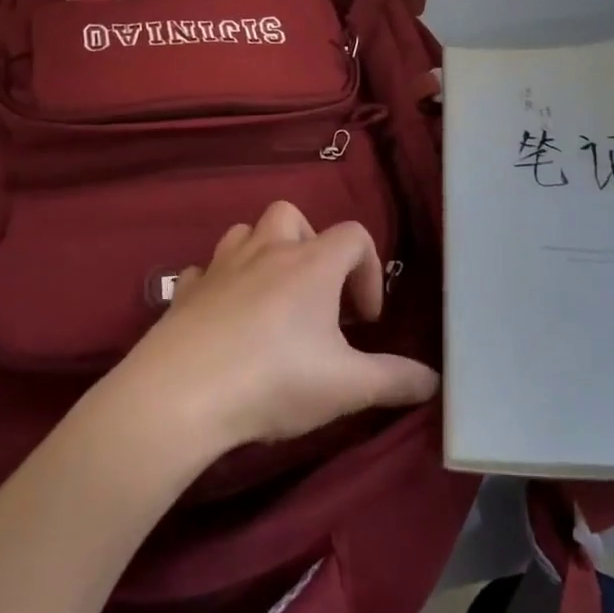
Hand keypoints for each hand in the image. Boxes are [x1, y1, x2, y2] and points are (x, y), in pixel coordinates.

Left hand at [118, 201, 438, 454]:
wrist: (179, 397)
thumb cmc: (273, 380)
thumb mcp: (347, 387)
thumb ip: (395, 380)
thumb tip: (434, 380)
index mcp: (311, 265)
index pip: (354, 236)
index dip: (369, 271)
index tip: (365, 319)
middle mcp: (266, 252)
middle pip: (293, 215)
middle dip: (312, 246)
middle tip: (316, 295)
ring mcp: (219, 267)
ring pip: (245, 233)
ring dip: (264, 255)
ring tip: (272, 300)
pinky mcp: (183, 293)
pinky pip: (205, 271)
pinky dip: (220, 284)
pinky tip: (224, 317)